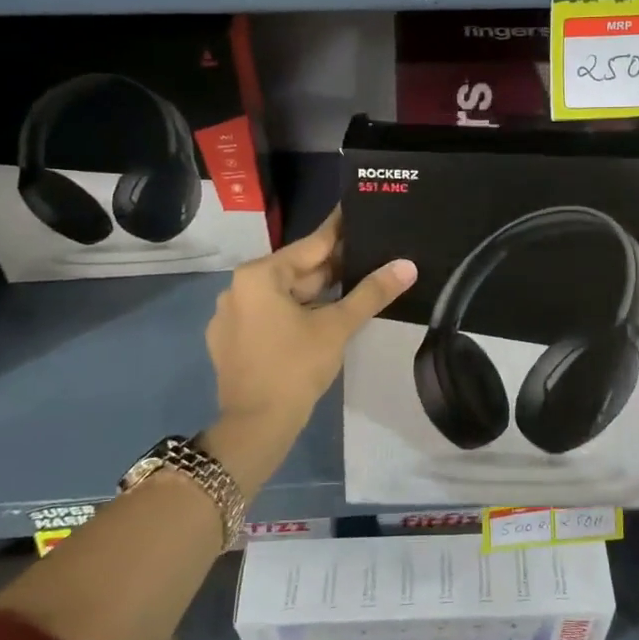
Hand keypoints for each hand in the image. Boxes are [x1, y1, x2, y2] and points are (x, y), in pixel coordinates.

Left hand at [204, 210, 415, 483]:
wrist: (256, 426)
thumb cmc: (295, 368)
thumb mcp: (337, 326)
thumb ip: (371, 292)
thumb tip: (407, 265)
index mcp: (259, 276)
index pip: (310, 246)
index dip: (340, 232)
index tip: (359, 213)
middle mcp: (239, 288)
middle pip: (296, 270)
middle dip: (332, 267)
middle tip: (370, 254)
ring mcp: (232, 316)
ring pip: (284, 294)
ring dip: (317, 292)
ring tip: (355, 284)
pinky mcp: (232, 340)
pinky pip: (271, 314)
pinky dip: (297, 312)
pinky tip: (324, 317)